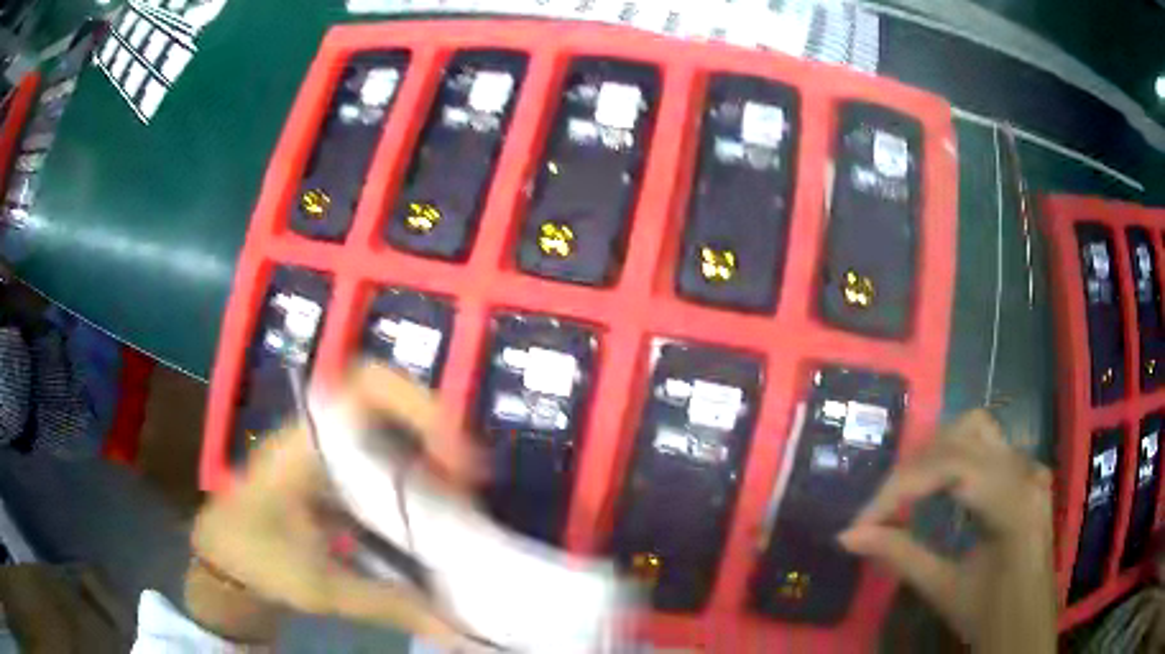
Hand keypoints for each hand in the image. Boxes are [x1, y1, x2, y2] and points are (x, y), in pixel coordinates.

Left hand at [189, 363, 481, 644]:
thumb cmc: (257, 560)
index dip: (414, 403)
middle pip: (388, 406)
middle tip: (470, 483)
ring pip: (386, 434)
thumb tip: (458, 630)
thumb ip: (390, 605)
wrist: (223, 561)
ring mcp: (326, 455)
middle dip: (435, 436)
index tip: (454, 453)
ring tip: (460, 501)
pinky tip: (427, 516)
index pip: (363, 388)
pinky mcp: (332, 476)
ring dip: (426, 459)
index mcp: (307, 447)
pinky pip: (380, 463)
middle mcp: (320, 438)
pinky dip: (410, 481)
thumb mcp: (321, 587)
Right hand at [839, 409, 1055, 652]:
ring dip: (935, 454)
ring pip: (976, 430)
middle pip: (964, 435)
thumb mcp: (945, 590)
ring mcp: (1030, 466)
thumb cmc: (991, 615)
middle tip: (884, 507)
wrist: (1028, 625)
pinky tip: (938, 488)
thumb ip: (900, 556)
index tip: (862, 520)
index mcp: (1015, 502)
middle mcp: (1026, 470)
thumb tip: (847, 535)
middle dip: (917, 466)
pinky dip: (954, 458)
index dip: (901, 487)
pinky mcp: (1026, 472)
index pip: (953, 467)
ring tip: (907, 493)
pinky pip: (987, 446)